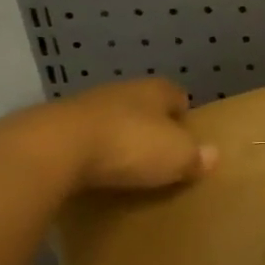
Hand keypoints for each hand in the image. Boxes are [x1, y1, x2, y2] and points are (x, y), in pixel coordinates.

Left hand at [19, 79, 217, 193]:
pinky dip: (87, 154)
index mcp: (154, 90)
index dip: (183, 115)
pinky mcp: (51, 128)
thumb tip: (213, 155)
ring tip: (122, 168)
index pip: (176, 96)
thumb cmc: (129, 146)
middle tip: (156, 156)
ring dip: (115, 139)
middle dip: (148, 127)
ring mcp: (82, 106)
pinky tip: (89, 174)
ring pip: (108, 120)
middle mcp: (120, 90)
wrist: (53, 149)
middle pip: (141, 106)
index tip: (186, 139)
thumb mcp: (176, 156)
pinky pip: (79, 140)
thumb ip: (196, 156)